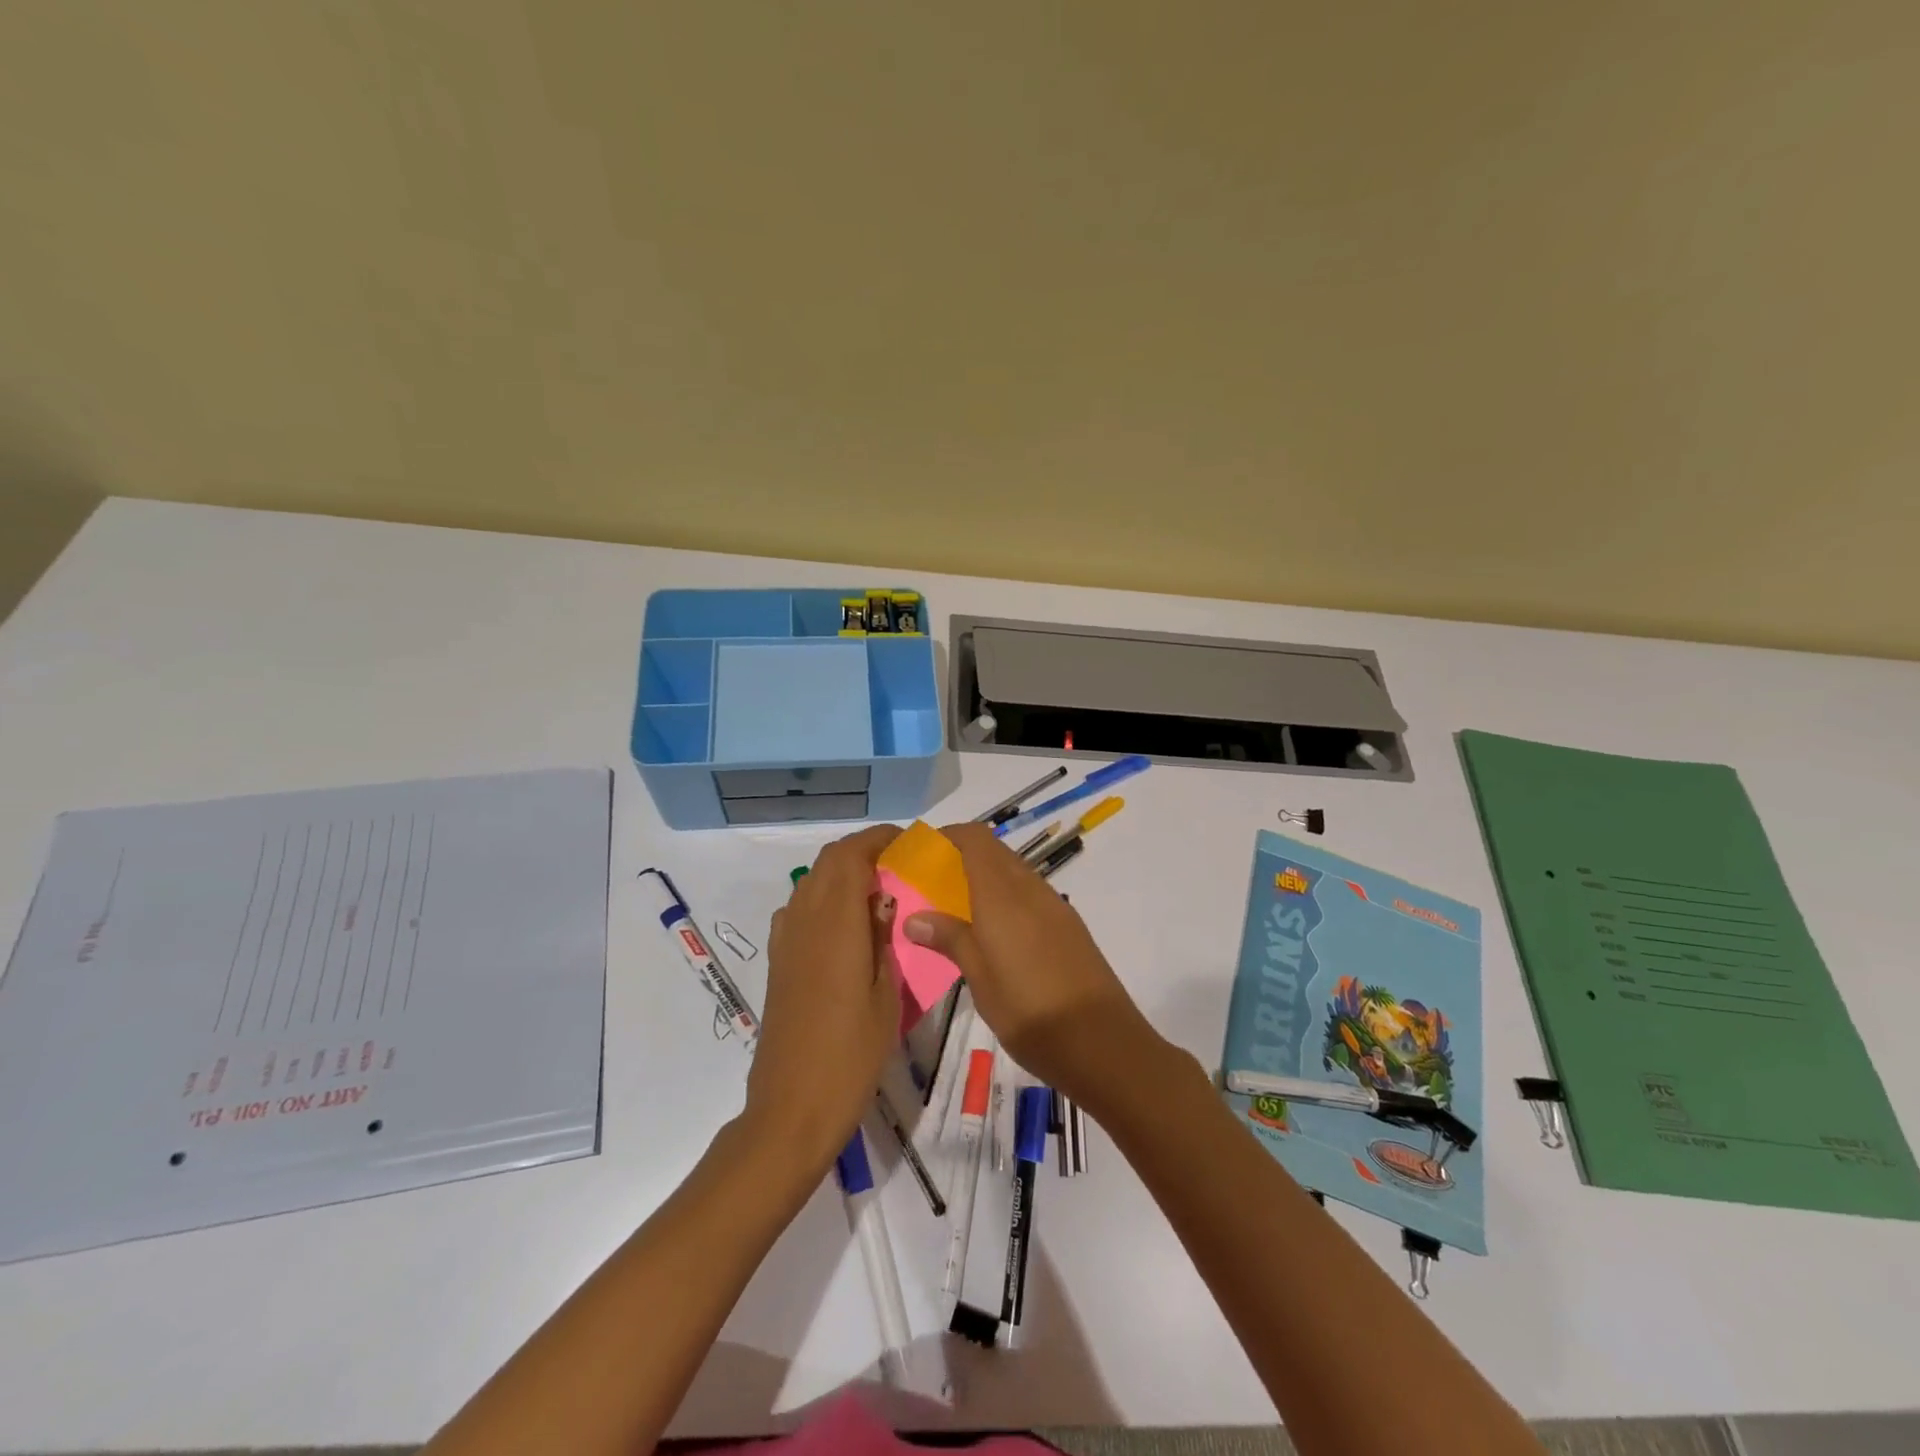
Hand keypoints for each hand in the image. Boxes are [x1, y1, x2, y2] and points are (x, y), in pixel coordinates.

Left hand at [746, 825, 902, 1174]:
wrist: (791, 1107)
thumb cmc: (850, 1055)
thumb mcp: (886, 996)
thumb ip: (884, 939)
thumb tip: (884, 900)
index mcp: (834, 924)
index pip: (849, 856)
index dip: (876, 839)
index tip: (907, 842)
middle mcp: (803, 920)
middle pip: (827, 862)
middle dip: (861, 851)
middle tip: (897, 863)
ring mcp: (785, 941)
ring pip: (811, 883)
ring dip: (841, 874)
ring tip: (877, 891)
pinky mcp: (778, 962)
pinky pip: (799, 909)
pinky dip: (824, 899)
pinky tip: (846, 926)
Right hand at [901, 822, 1160, 1107]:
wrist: (1105, 1045)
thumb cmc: (1032, 1014)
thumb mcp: (981, 980)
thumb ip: (950, 939)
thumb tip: (914, 917)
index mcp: (1004, 895)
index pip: (975, 839)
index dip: (947, 836)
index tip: (920, 853)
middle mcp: (1031, 889)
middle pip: (994, 851)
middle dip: (961, 856)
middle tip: (931, 884)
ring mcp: (1055, 906)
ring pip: (1014, 872)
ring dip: (984, 877)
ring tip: (956, 910)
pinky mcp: (1069, 926)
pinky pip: (1030, 894)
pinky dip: (1005, 896)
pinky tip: (993, 932)